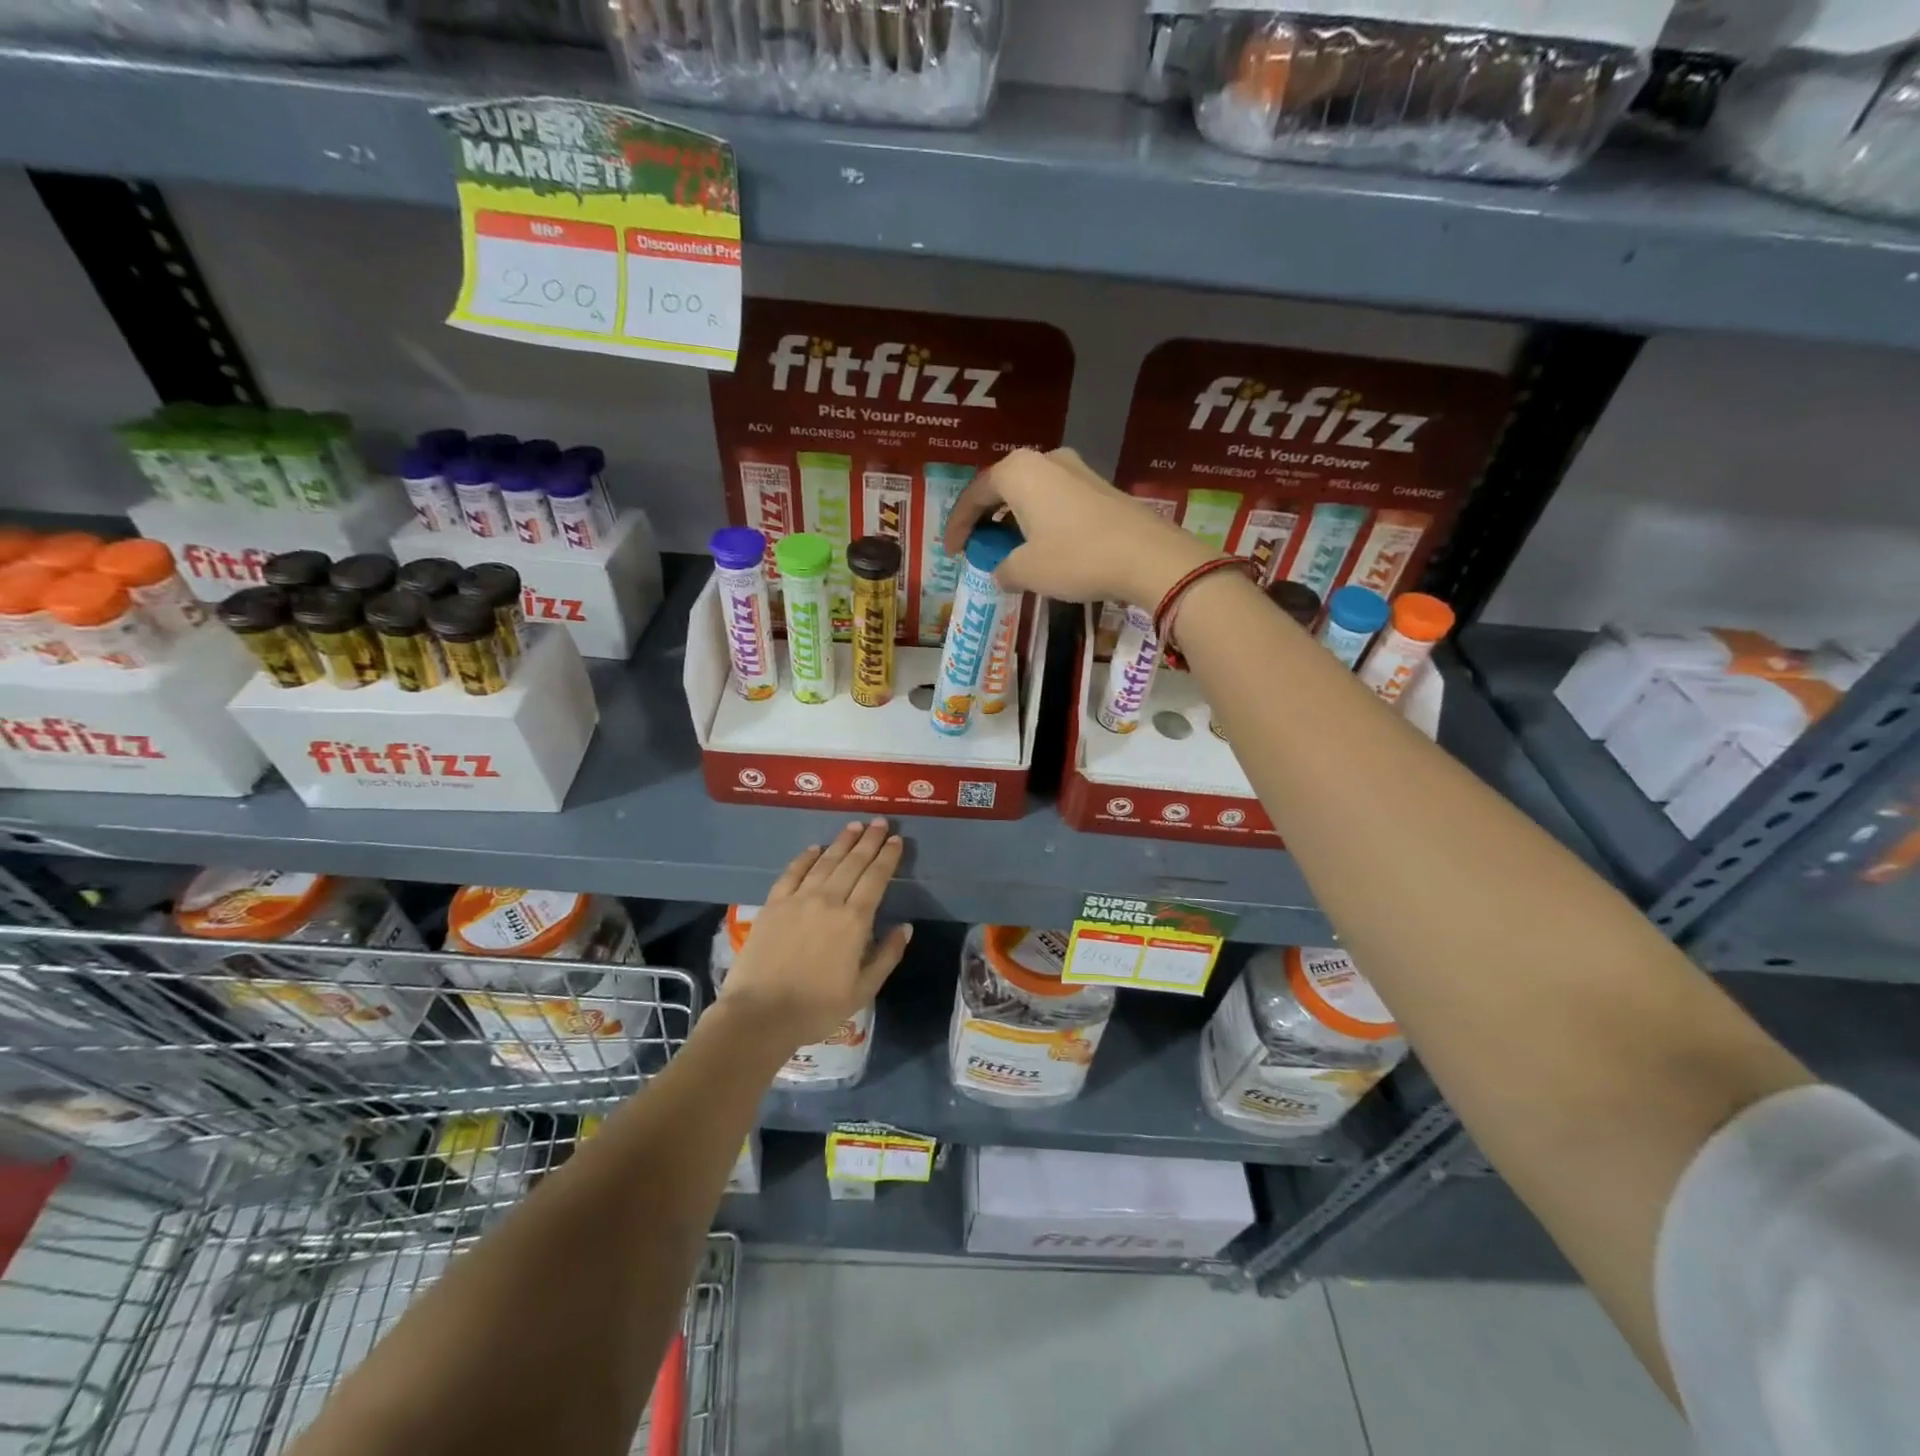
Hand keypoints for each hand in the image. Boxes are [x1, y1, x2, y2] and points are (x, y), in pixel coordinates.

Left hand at [716, 819, 912, 1048]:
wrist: (760, 1014)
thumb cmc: (817, 1008)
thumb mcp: (863, 990)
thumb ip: (887, 955)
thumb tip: (905, 926)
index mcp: (854, 921)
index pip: (876, 878)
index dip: (887, 857)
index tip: (896, 840)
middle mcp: (828, 901)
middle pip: (853, 862)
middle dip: (869, 840)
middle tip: (879, 821)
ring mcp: (798, 899)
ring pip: (825, 861)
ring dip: (842, 842)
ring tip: (854, 826)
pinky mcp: (773, 904)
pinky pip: (792, 872)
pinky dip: (805, 857)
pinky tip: (814, 848)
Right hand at [943, 448, 1211, 607]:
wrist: (1148, 557)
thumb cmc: (1076, 558)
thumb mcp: (1028, 570)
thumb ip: (1003, 569)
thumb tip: (1000, 572)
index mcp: (1019, 471)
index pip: (975, 495)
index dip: (958, 525)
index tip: (952, 552)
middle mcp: (1046, 460)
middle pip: (1003, 488)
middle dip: (986, 519)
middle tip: (978, 547)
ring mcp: (1077, 470)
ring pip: (1031, 494)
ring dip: (1014, 521)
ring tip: (1008, 550)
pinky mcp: (1101, 488)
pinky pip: (1056, 501)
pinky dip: (1040, 522)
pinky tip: (1043, 547)